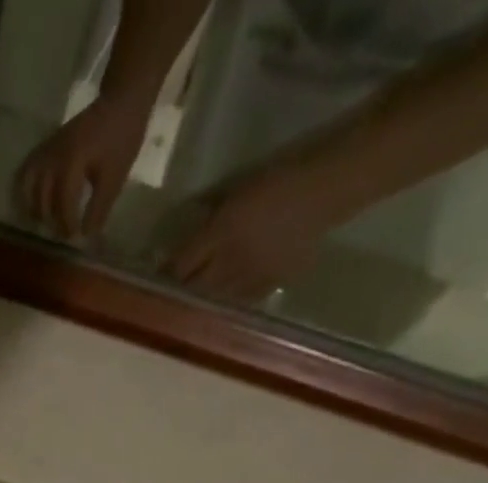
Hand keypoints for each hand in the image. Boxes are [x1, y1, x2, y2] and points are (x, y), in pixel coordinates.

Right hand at [15, 95, 153, 241]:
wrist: (120, 101)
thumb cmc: (121, 138)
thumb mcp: (114, 177)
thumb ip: (99, 208)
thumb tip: (86, 235)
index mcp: (71, 163)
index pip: (63, 204)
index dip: (68, 224)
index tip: (76, 237)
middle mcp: (53, 158)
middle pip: (42, 199)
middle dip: (51, 221)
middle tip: (63, 233)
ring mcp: (46, 151)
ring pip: (27, 187)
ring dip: (34, 208)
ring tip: (44, 222)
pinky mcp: (45, 147)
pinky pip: (26, 172)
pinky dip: (24, 190)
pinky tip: (33, 203)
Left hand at [163, 159, 343, 301]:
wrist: (328, 187)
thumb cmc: (280, 177)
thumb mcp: (237, 189)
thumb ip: (210, 213)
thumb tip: (188, 228)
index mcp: (221, 232)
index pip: (181, 264)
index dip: (167, 273)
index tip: (158, 277)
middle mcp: (231, 260)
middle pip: (194, 288)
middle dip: (181, 291)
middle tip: (173, 292)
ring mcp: (252, 276)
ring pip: (215, 299)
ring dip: (203, 299)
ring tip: (197, 298)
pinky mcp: (272, 284)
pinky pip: (242, 300)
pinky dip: (230, 299)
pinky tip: (227, 297)